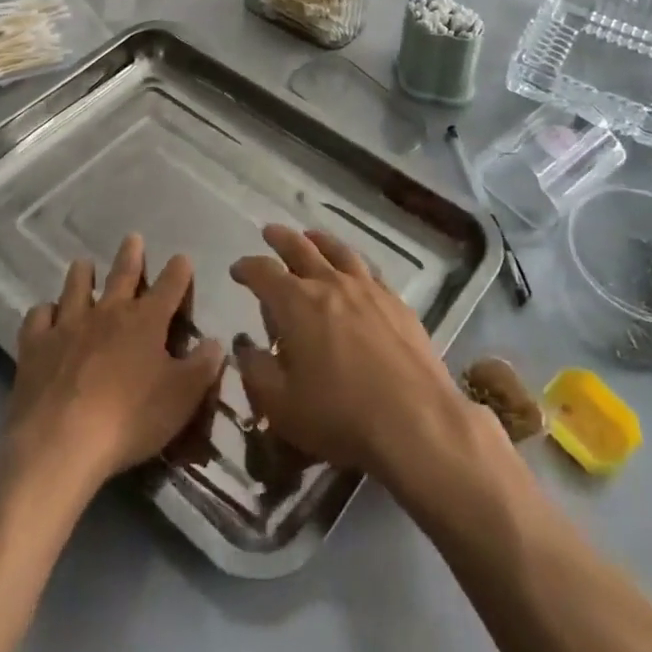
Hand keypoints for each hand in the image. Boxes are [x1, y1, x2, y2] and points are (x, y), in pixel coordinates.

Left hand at [6, 235, 224, 491]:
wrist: (59, 443)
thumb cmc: (129, 419)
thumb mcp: (182, 397)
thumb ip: (203, 366)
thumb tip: (216, 342)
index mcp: (147, 320)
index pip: (170, 284)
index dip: (179, 270)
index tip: (182, 259)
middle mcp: (109, 312)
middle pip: (123, 273)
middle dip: (131, 255)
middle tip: (132, 238)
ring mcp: (68, 325)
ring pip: (76, 286)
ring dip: (82, 273)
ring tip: (83, 264)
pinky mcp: (36, 346)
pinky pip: (39, 317)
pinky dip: (44, 312)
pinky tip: (46, 314)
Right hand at [230, 225, 481, 480]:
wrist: (414, 419)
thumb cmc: (339, 415)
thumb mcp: (281, 405)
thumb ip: (256, 371)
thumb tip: (245, 346)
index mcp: (296, 303)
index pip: (263, 272)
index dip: (247, 267)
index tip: (237, 269)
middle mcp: (330, 283)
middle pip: (301, 249)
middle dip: (281, 239)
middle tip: (269, 232)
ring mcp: (367, 289)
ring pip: (338, 251)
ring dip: (319, 240)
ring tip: (310, 236)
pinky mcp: (396, 302)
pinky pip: (369, 270)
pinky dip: (353, 263)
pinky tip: (355, 270)